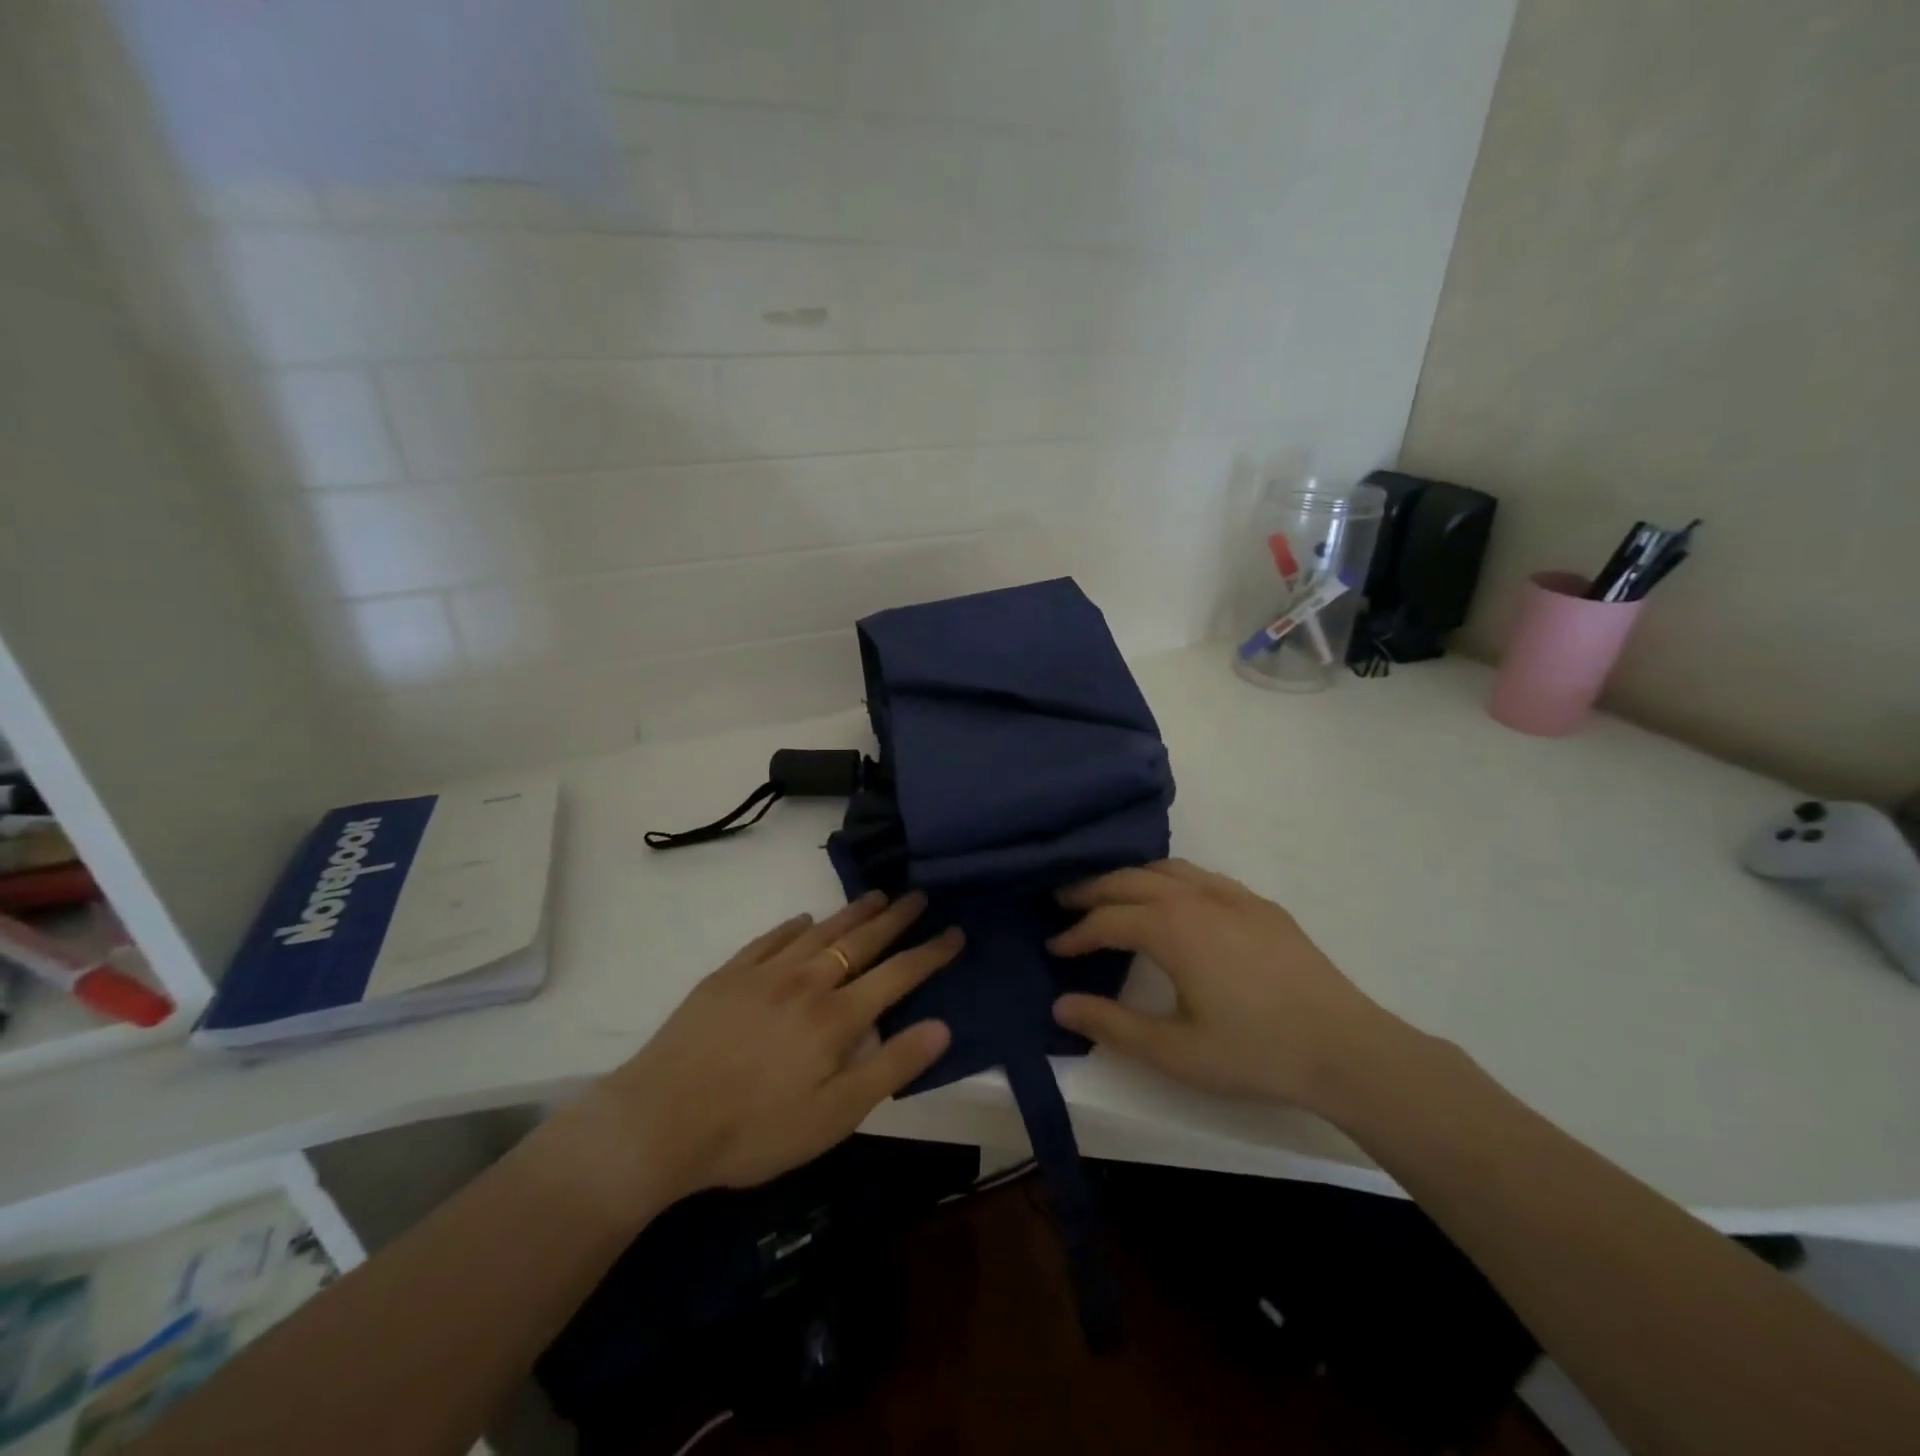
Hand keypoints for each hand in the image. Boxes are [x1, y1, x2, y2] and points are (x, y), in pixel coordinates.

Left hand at [555, 892, 958, 1220]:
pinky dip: (793, 925)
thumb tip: (941, 1026)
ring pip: (819, 930)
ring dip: (851, 912)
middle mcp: (807, 982)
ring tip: (875, 895)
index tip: (954, 931)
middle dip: (896, 918)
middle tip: (919, 895)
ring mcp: (764, 974)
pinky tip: (802, 919)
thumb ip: (890, 1068)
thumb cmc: (755, 1130)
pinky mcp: (728, 975)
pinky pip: (770, 938)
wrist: (659, 1121)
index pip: (898, 974)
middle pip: (861, 941)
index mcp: (837, 1017)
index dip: (930, 952)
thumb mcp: (835, 1116)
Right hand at [1049, 859, 1411, 1112]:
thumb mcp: (1173, 1051)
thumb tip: (1059, 1005)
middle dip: (1091, 890)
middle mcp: (1196, 897)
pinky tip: (1174, 900)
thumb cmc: (1254, 1052)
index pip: (1106, 920)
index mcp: (1171, 928)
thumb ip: (1111, 1025)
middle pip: (1129, 880)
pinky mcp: (1260, 905)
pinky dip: (1170, 878)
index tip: (1054, 948)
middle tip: (1063, 902)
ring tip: (1111, 894)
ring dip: (1130, 877)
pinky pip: (1201, 876)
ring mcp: (1233, 895)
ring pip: (1166, 868)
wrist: (1347, 1050)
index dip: (1075, 934)